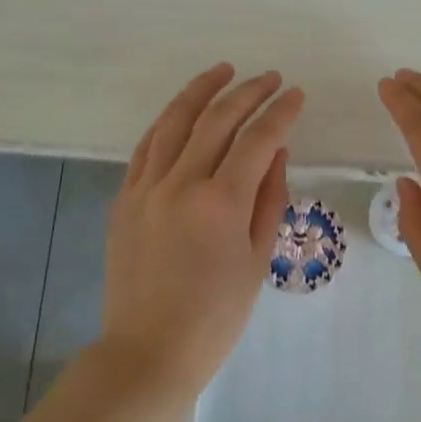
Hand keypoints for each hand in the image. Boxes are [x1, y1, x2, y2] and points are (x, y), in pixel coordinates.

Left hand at [101, 63, 302, 393]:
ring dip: (202, 91)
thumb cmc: (215, 316)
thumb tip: (277, 151)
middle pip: (217, 120)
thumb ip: (269, 198)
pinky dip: (169, 121)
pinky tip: (183, 110)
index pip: (257, 139)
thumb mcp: (257, 259)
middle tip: (270, 78)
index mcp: (221, 203)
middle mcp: (181, 184)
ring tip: (224, 71)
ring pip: (175, 122)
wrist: (148, 350)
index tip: (296, 94)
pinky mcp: (124, 198)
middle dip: (248, 92)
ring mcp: (146, 188)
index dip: (280, 112)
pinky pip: (147, 146)